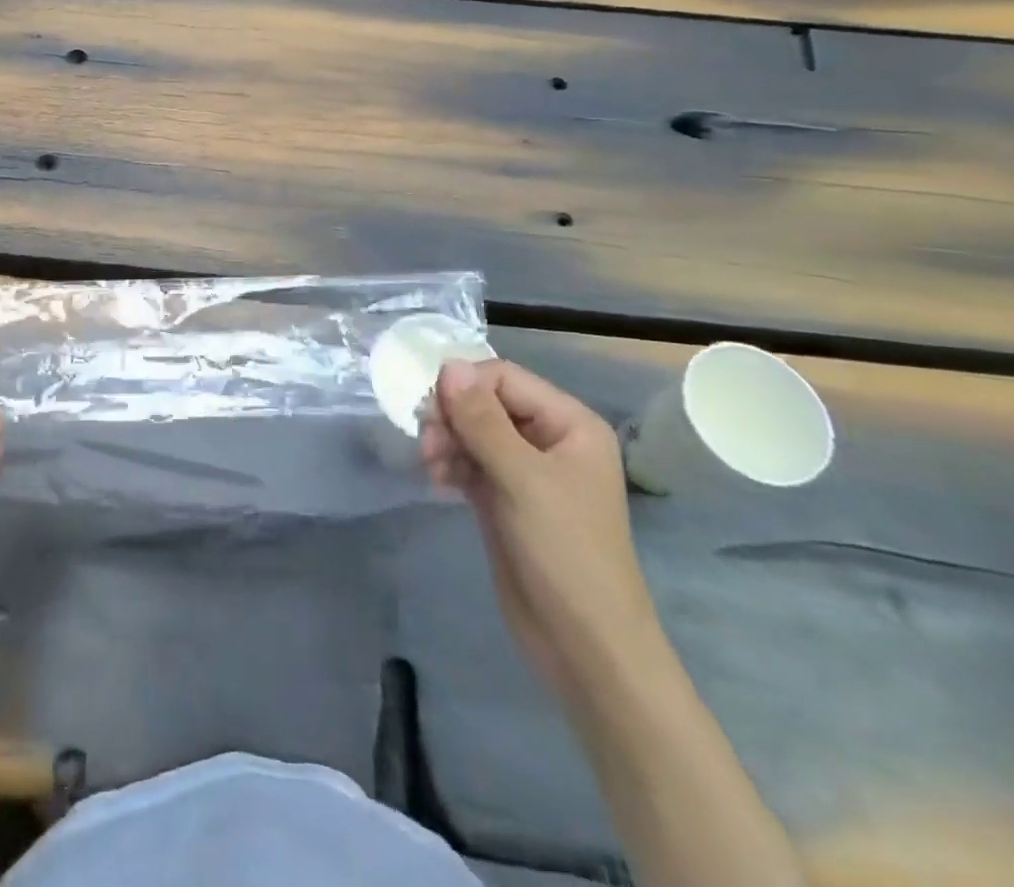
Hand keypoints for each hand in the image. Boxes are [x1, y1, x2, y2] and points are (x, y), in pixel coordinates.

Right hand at [420, 359, 657, 689]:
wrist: (585, 647)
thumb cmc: (565, 553)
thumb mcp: (522, 479)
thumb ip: (482, 420)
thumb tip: (448, 365)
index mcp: (569, 424)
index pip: (504, 378)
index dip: (465, 386)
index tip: (431, 410)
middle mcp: (549, 439)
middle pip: (486, 402)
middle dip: (453, 416)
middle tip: (428, 444)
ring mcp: (526, 472)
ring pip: (473, 432)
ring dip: (447, 441)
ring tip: (433, 467)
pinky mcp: (505, 499)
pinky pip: (470, 462)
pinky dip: (451, 464)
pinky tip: (439, 482)